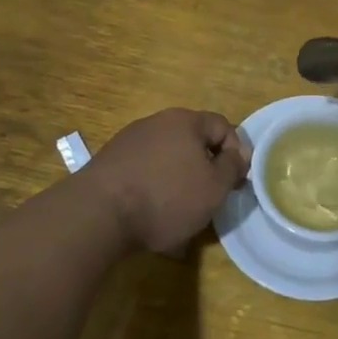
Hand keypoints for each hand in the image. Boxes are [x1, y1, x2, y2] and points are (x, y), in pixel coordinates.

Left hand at [83, 108, 250, 253]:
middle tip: (210, 198)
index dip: (236, 152)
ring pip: (167, 159)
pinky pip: (144, 173)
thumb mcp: (214, 187)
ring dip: (179, 181)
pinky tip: (152, 217)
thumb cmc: (166, 197)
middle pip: (192, 142)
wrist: (98, 214)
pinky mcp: (109, 164)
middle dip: (205, 168)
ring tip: (181, 214)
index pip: (222, 126)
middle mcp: (156, 123)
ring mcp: (128, 142)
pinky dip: (154, 191)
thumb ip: (232, 167)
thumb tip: (239, 154)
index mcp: (185, 121)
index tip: (236, 182)